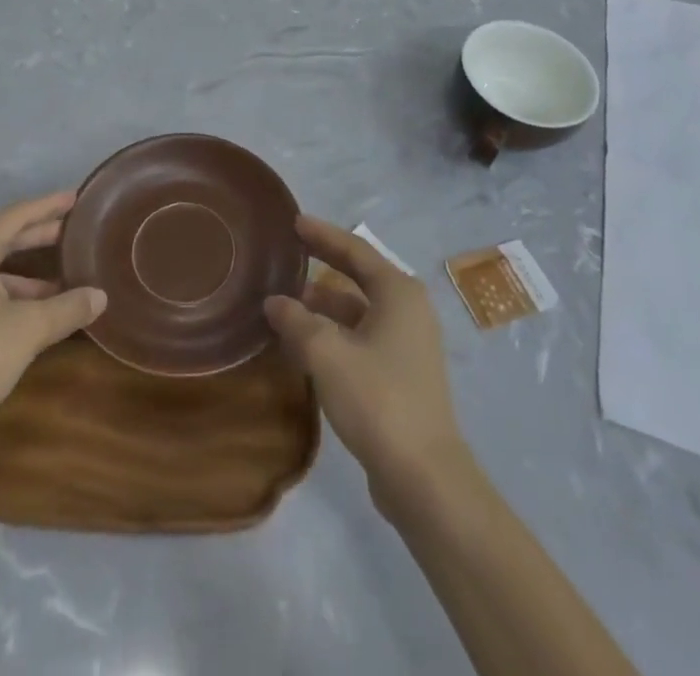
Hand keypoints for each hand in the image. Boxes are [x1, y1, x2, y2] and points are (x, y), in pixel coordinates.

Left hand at [0, 190, 105, 471]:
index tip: (75, 198)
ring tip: (66, 282)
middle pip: (4, 241)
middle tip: (73, 232)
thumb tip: (100, 295)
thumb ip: (67, 308)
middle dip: (39, 236)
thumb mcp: (29, 328)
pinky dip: (17, 302)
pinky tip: (41, 320)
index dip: (47, 206)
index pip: (16, 216)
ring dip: (30, 277)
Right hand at [265, 216, 465, 505]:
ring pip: (358, 312)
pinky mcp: (401, 375)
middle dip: (323, 266)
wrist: (424, 477)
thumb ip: (297, 321)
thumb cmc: (377, 399)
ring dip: (323, 307)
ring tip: (284, 303)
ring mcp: (408, 345)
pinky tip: (303, 344)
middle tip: (288, 254)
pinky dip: (333, 334)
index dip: (323, 235)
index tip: (294, 222)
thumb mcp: (326, 353)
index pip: (355, 250)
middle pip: (358, 277)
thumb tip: (274, 302)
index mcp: (398, 292)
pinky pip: (361, 338)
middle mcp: (408, 310)